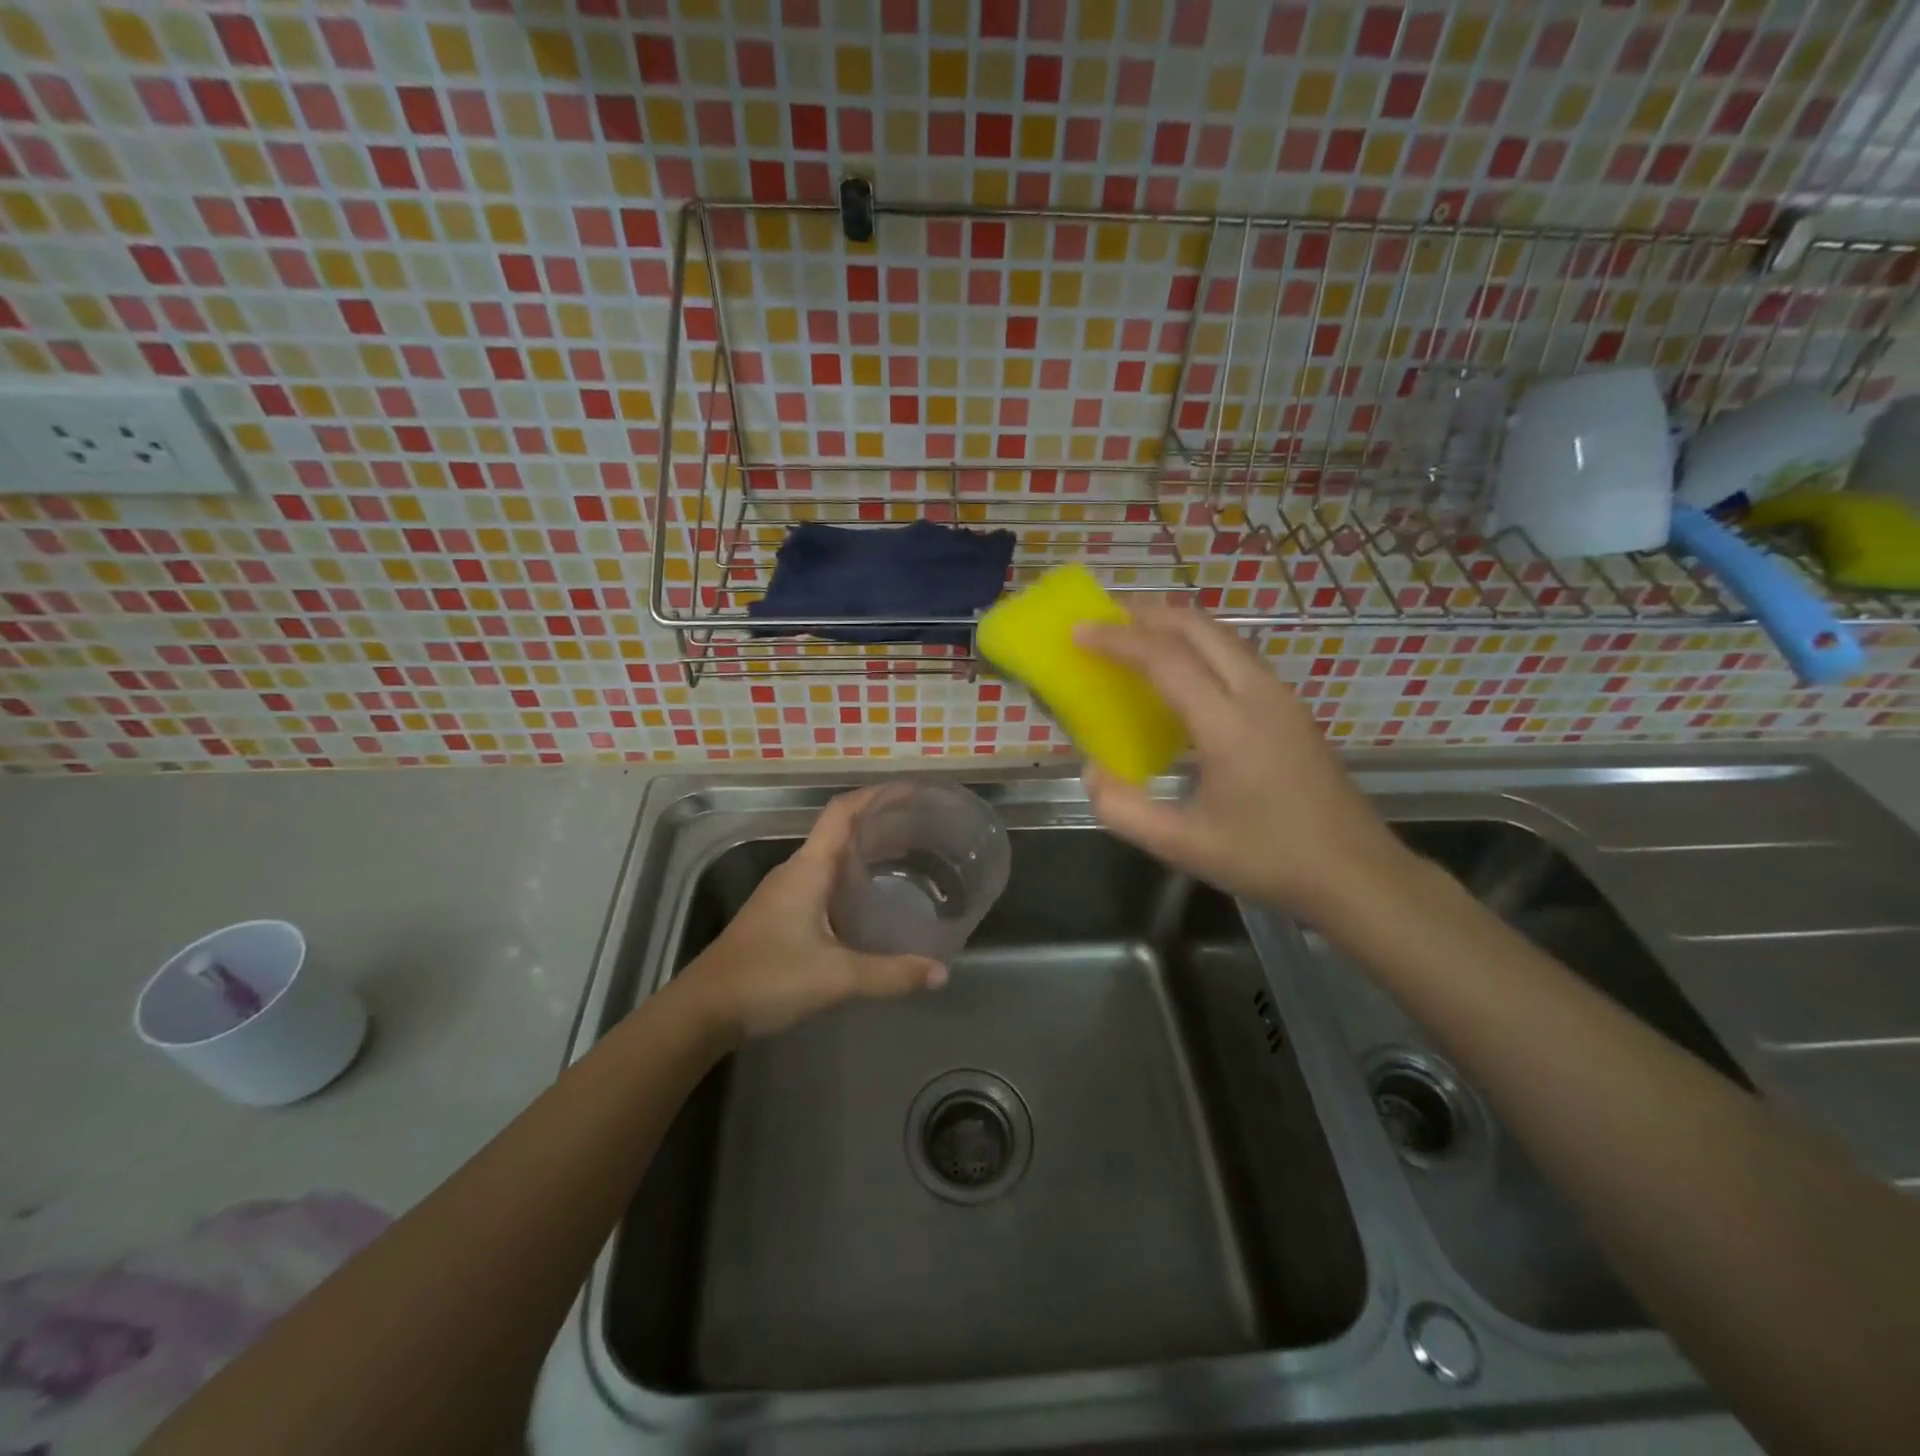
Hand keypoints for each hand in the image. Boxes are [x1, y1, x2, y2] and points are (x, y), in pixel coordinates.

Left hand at [679, 789, 948, 1042]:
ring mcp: (785, 894)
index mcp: (808, 869)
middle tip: (923, 828)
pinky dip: (852, 880)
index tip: (911, 791)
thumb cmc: (767, 979)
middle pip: (841, 831)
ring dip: (866, 852)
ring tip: (907, 858)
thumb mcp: (836, 977)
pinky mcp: (781, 916)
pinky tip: (871, 902)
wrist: (703, 1011)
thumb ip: (890, 974)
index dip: (876, 795)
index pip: (842, 812)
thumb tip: (941, 972)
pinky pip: (824, 883)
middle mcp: (796, 872)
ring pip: (832, 859)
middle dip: (880, 824)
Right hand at [1076, 603, 1409, 917]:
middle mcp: (1258, 695)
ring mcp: (1281, 698)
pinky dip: (1199, 646)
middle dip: (1148, 613)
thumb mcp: (1184, 846)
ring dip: (1176, 625)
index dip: (1117, 640)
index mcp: (1229, 725)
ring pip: (1223, 637)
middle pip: (1199, 628)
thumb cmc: (1269, 860)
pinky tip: (1181, 672)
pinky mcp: (1290, 709)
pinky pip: (1236, 657)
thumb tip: (1092, 773)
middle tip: (1104, 615)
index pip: (1166, 660)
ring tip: (1136, 632)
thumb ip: (1125, 811)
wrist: (1356, 874)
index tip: (1078, 631)